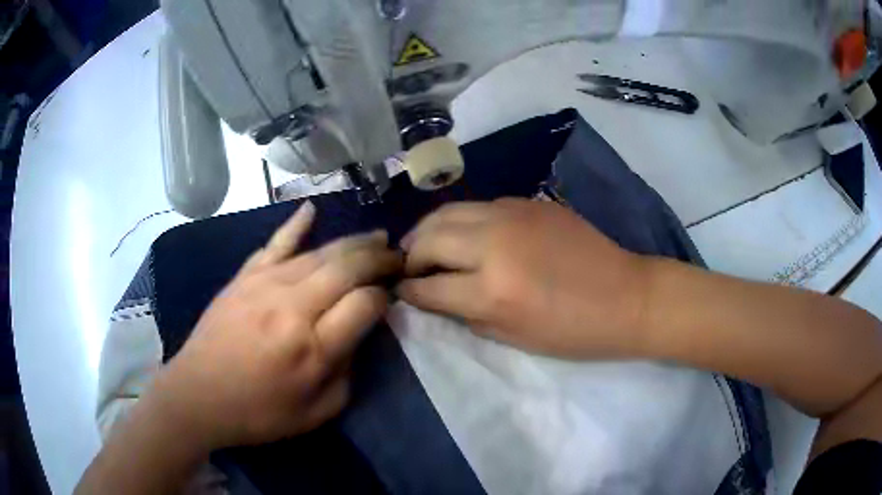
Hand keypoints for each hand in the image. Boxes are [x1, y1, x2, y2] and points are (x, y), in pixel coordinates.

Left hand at [146, 202, 402, 452]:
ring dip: (352, 242)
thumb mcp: (316, 413)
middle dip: (378, 258)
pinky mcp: (243, 277)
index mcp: (312, 348)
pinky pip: (275, 244)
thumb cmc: (257, 413)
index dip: (385, 297)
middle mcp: (292, 307)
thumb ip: (347, 374)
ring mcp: (264, 285)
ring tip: (375, 236)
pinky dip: (295, 225)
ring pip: (318, 252)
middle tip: (397, 255)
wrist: (197, 396)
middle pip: (346, 267)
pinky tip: (311, 209)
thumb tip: (358, 335)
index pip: (364, 304)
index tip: (391, 297)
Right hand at [397, 198, 649, 358]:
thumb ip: (465, 315)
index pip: (428, 287)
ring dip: (428, 230)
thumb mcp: (512, 337)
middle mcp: (494, 243)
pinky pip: (479, 206)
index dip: (407, 292)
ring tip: (424, 245)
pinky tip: (464, 234)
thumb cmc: (573, 331)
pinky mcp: (528, 202)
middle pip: (428, 237)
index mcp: (492, 290)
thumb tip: (433, 297)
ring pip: (448, 211)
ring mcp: (512, 214)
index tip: (398, 292)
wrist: (626, 296)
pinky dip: (460, 221)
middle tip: (407, 267)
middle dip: (409, 254)